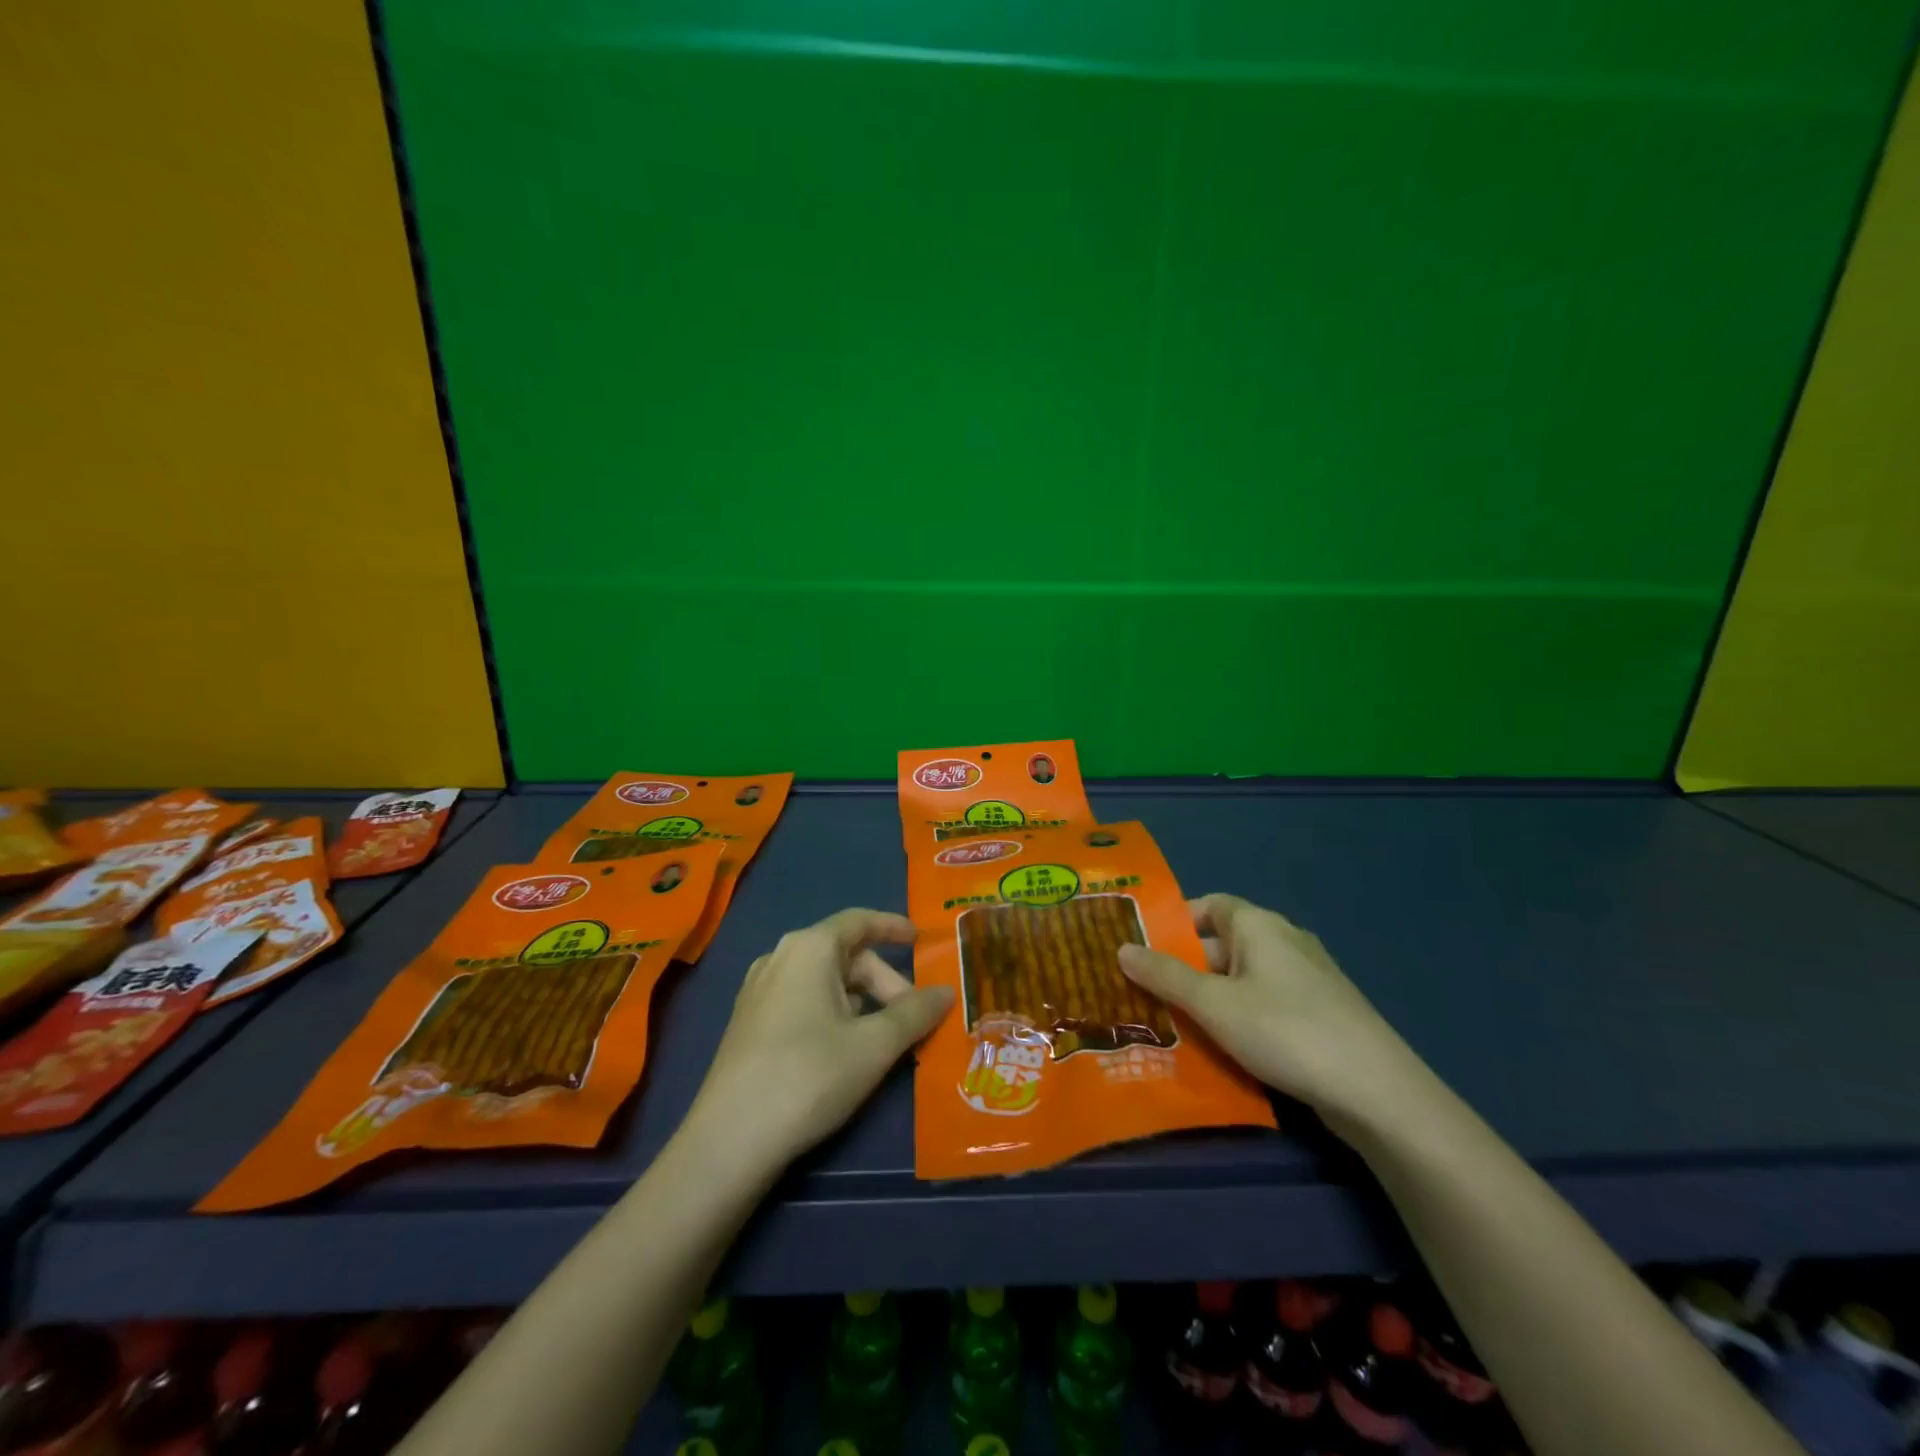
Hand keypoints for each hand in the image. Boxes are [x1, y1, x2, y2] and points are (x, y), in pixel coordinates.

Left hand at [686, 908, 953, 1170]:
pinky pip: (802, 999)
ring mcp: (758, 990)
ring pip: (824, 980)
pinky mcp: (748, 1022)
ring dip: (860, 1001)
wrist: (729, 1141)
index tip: (920, 938)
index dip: (893, 926)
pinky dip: (833, 1012)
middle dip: (883, 982)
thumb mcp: (874, 1045)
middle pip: (845, 955)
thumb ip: (915, 1013)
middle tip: (911, 1021)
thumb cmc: (809, 1076)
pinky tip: (843, 1050)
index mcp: (809, 948)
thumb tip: (946, 992)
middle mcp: (780, 957)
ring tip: (882, 1040)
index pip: (859, 921)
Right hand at [1117, 894, 1424, 1132]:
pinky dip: (1239, 1019)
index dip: (1176, 922)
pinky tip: (1221, 1050)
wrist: (1378, 1093)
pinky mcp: (1321, 1015)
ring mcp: (1307, 980)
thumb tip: (1121, 948)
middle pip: (1222, 945)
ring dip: (1209, 999)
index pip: (1210, 905)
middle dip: (1184, 969)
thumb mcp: (1214, 1005)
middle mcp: (1284, 942)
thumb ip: (1165, 976)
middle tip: (1145, 995)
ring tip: (1171, 1027)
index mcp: (1259, 926)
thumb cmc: (1286, 1032)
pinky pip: (1265, 1005)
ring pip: (1242, 980)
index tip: (1143, 948)